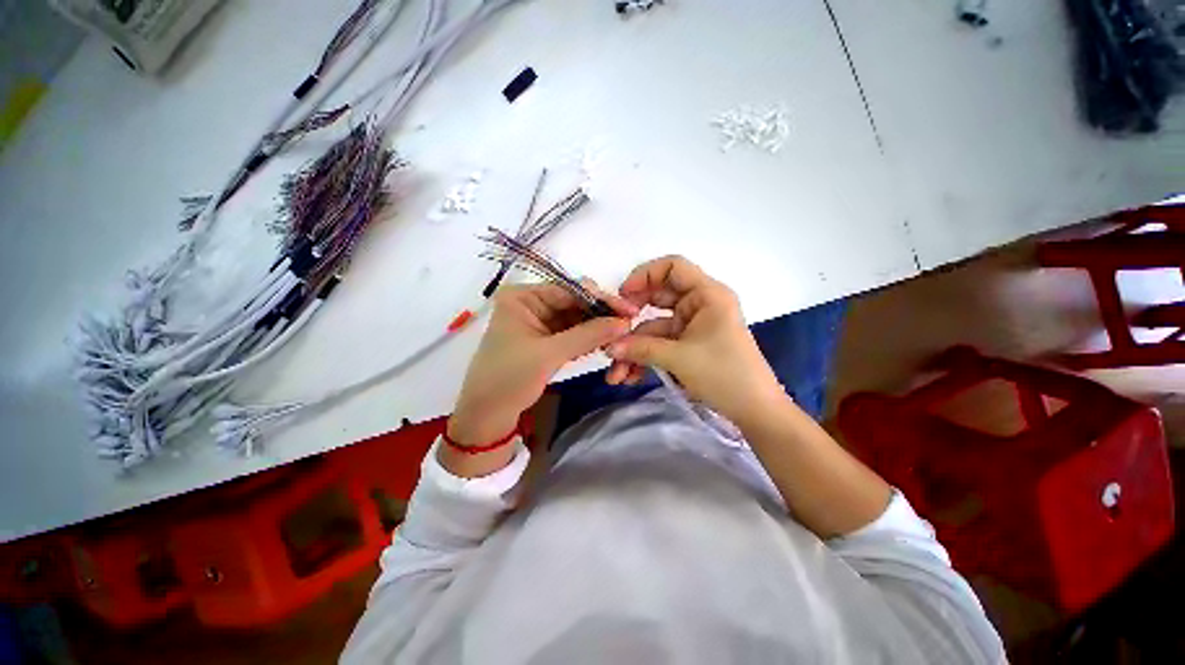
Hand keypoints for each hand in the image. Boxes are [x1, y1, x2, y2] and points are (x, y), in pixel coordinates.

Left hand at [448, 282, 636, 446]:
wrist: (487, 417)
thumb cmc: (509, 378)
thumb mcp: (549, 354)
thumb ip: (588, 335)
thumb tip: (625, 322)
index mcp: (523, 297)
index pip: (569, 290)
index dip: (600, 299)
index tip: (629, 310)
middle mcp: (531, 304)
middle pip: (574, 303)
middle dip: (600, 315)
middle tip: (629, 325)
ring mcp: (539, 322)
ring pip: (576, 319)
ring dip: (596, 328)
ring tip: (621, 336)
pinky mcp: (545, 340)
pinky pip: (572, 334)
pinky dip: (587, 340)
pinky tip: (605, 344)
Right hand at [605, 256, 784, 425]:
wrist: (754, 411)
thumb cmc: (725, 375)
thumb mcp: (679, 358)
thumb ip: (641, 349)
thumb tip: (609, 347)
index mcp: (707, 294)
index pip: (672, 267)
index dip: (644, 275)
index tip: (623, 296)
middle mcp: (699, 304)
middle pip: (657, 298)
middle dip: (632, 319)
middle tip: (611, 334)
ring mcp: (692, 326)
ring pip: (654, 327)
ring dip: (634, 348)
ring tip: (616, 374)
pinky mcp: (688, 344)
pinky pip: (660, 344)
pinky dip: (645, 358)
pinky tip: (629, 376)